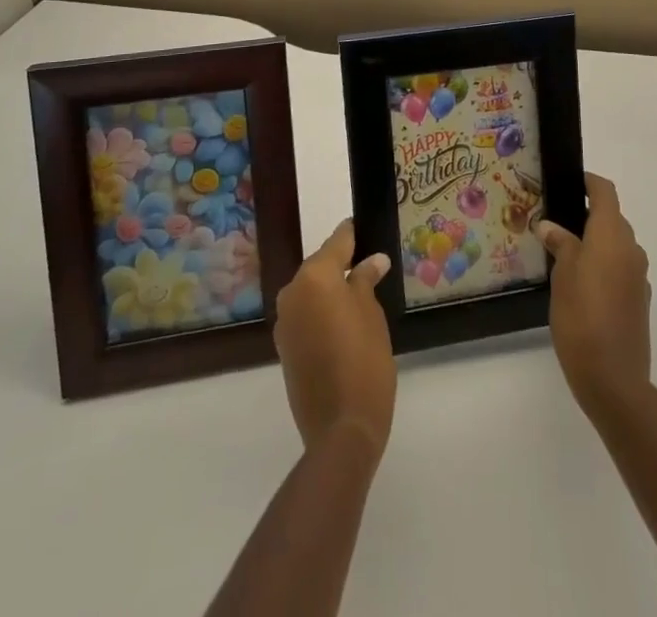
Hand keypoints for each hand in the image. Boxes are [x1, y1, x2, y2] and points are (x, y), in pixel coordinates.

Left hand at [274, 220, 395, 457]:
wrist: (341, 428)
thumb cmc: (364, 360)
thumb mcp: (371, 313)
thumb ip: (365, 280)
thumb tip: (372, 260)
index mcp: (313, 278)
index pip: (337, 242)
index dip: (353, 234)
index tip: (365, 227)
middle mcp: (292, 293)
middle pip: (320, 267)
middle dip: (342, 265)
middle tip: (369, 265)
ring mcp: (284, 323)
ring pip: (311, 292)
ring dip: (331, 291)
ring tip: (360, 295)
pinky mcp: (284, 348)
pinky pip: (305, 316)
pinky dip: (322, 313)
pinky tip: (344, 323)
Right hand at [537, 173, 651, 417]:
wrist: (613, 378)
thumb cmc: (581, 316)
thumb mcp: (562, 274)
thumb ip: (560, 244)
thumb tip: (550, 226)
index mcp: (612, 234)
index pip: (605, 192)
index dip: (588, 182)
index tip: (567, 182)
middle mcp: (631, 248)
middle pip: (611, 218)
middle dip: (586, 215)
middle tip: (555, 222)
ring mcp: (638, 276)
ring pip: (616, 245)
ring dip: (595, 243)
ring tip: (563, 254)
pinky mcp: (639, 300)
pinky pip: (620, 269)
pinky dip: (603, 266)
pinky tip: (581, 285)